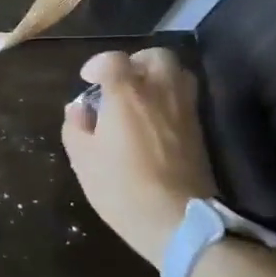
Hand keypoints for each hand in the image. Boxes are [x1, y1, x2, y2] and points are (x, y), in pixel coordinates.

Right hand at [60, 48, 218, 269]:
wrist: (177, 220)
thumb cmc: (121, 188)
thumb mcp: (83, 160)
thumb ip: (76, 128)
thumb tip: (78, 110)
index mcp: (126, 95)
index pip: (112, 60)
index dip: (97, 65)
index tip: (88, 80)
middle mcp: (159, 92)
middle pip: (155, 56)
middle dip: (135, 63)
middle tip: (120, 83)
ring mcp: (184, 109)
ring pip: (177, 73)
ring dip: (157, 77)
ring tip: (141, 98)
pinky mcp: (199, 129)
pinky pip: (185, 97)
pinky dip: (169, 98)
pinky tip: (155, 120)